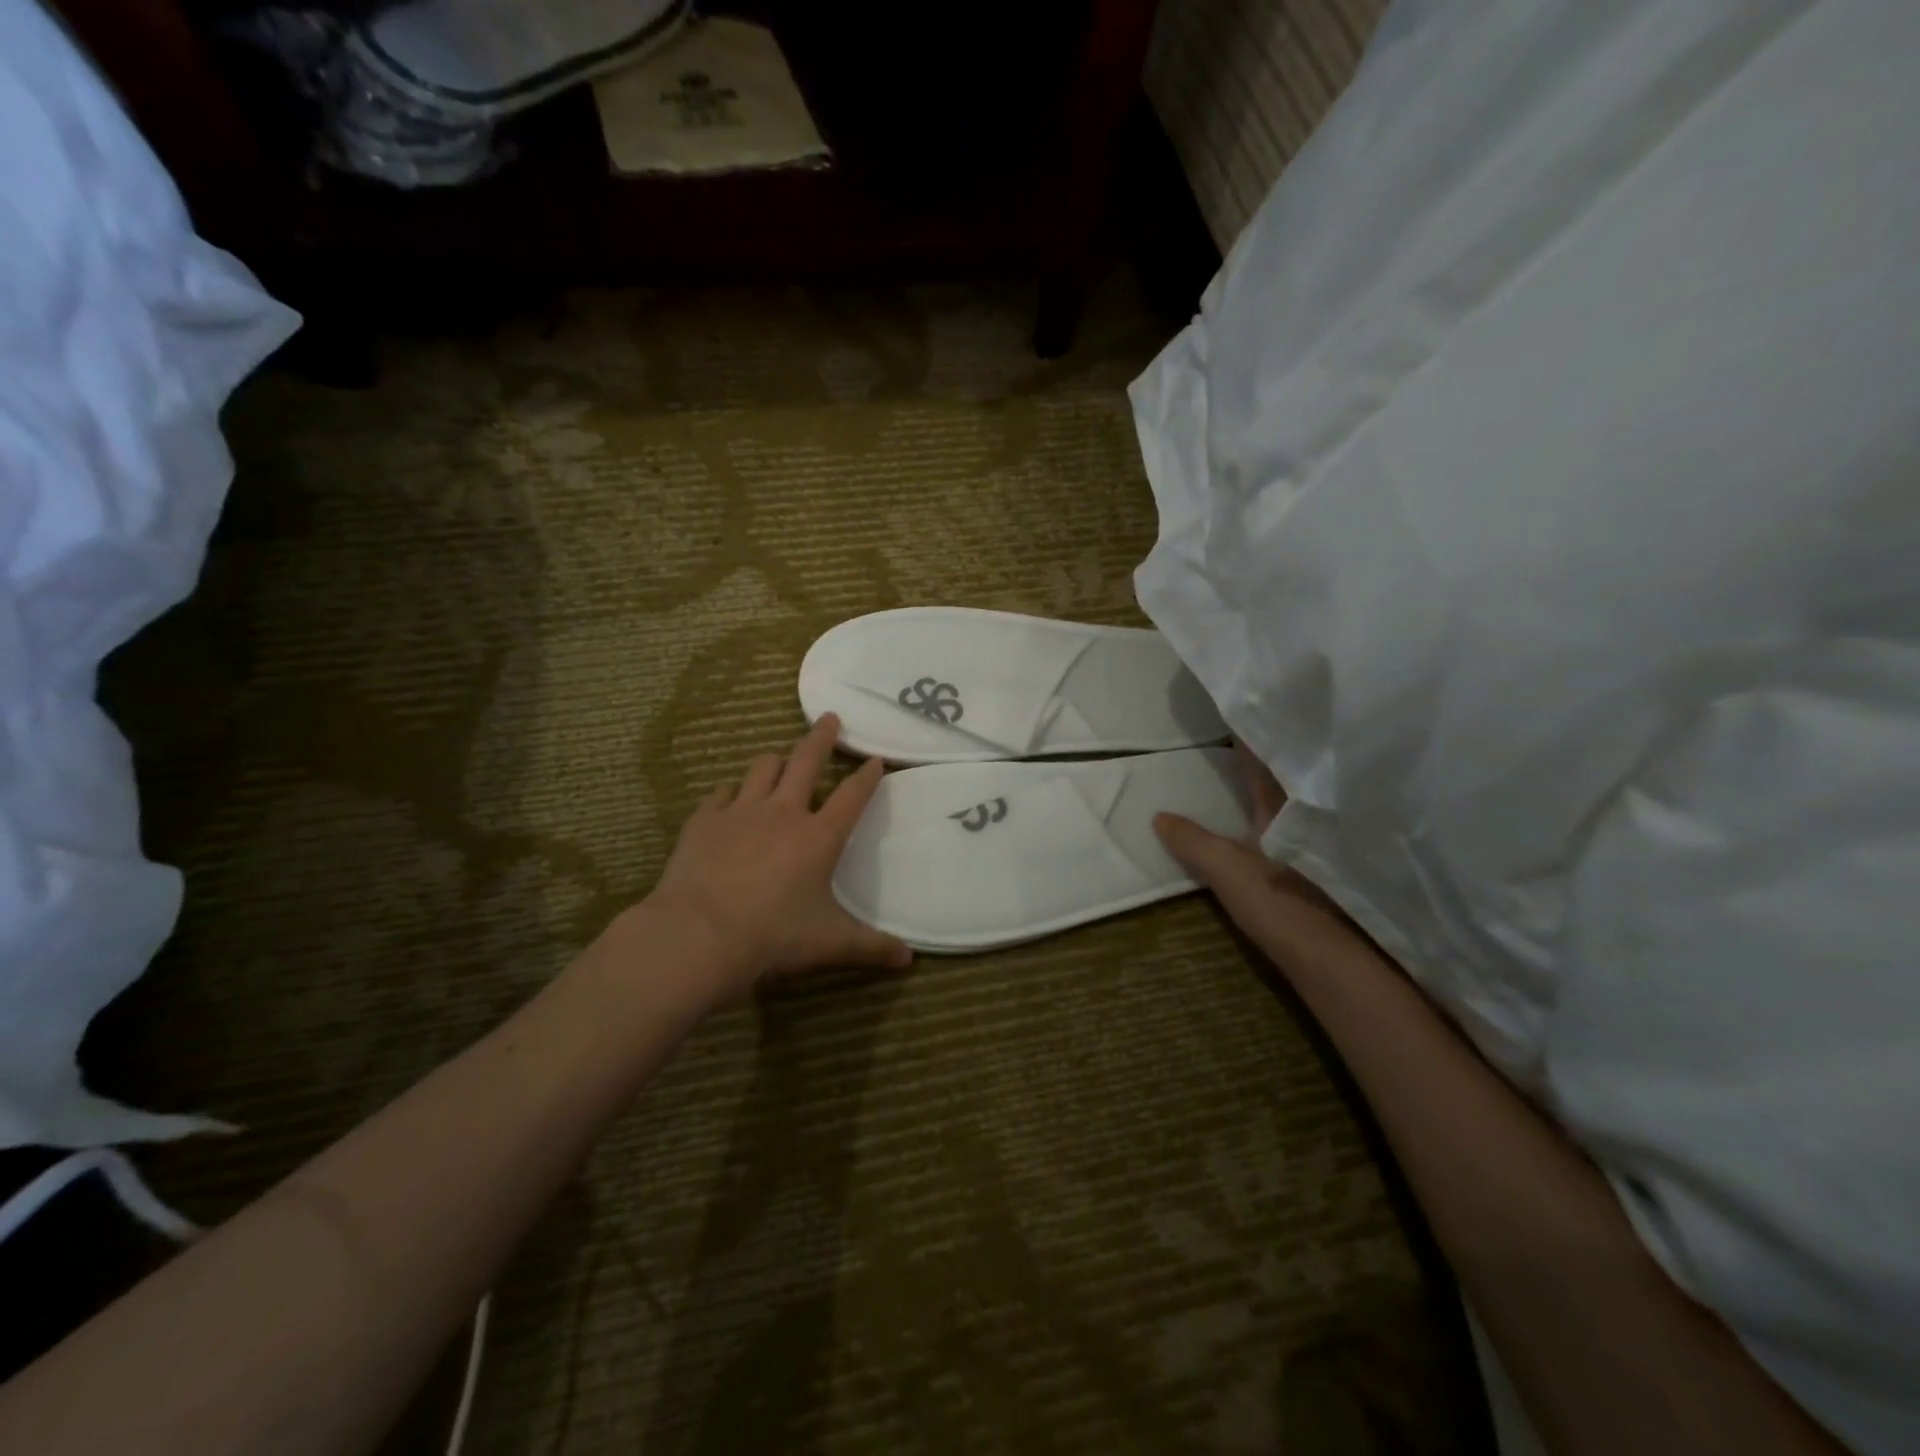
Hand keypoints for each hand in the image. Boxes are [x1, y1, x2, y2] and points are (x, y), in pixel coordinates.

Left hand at [645, 713, 911, 999]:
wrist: (699, 935)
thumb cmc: (773, 936)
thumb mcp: (829, 944)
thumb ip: (871, 947)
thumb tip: (910, 960)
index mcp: (819, 836)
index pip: (852, 795)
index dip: (867, 776)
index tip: (875, 759)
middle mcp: (783, 812)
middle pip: (806, 761)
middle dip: (821, 738)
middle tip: (829, 719)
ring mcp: (741, 812)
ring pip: (762, 768)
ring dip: (775, 762)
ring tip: (780, 760)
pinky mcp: (704, 821)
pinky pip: (721, 794)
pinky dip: (732, 793)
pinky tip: (730, 800)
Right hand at [1153, 741, 1347, 970]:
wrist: (1332, 957)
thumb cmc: (1281, 902)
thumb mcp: (1227, 869)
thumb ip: (1193, 841)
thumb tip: (1159, 816)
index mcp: (1287, 808)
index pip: (1267, 761)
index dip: (1254, 735)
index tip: (1242, 706)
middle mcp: (1310, 816)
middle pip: (1290, 774)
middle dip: (1273, 749)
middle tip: (1251, 725)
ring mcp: (1320, 842)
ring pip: (1299, 798)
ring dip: (1281, 779)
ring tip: (1258, 761)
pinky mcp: (1324, 868)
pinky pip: (1302, 824)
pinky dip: (1285, 811)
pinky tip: (1271, 816)